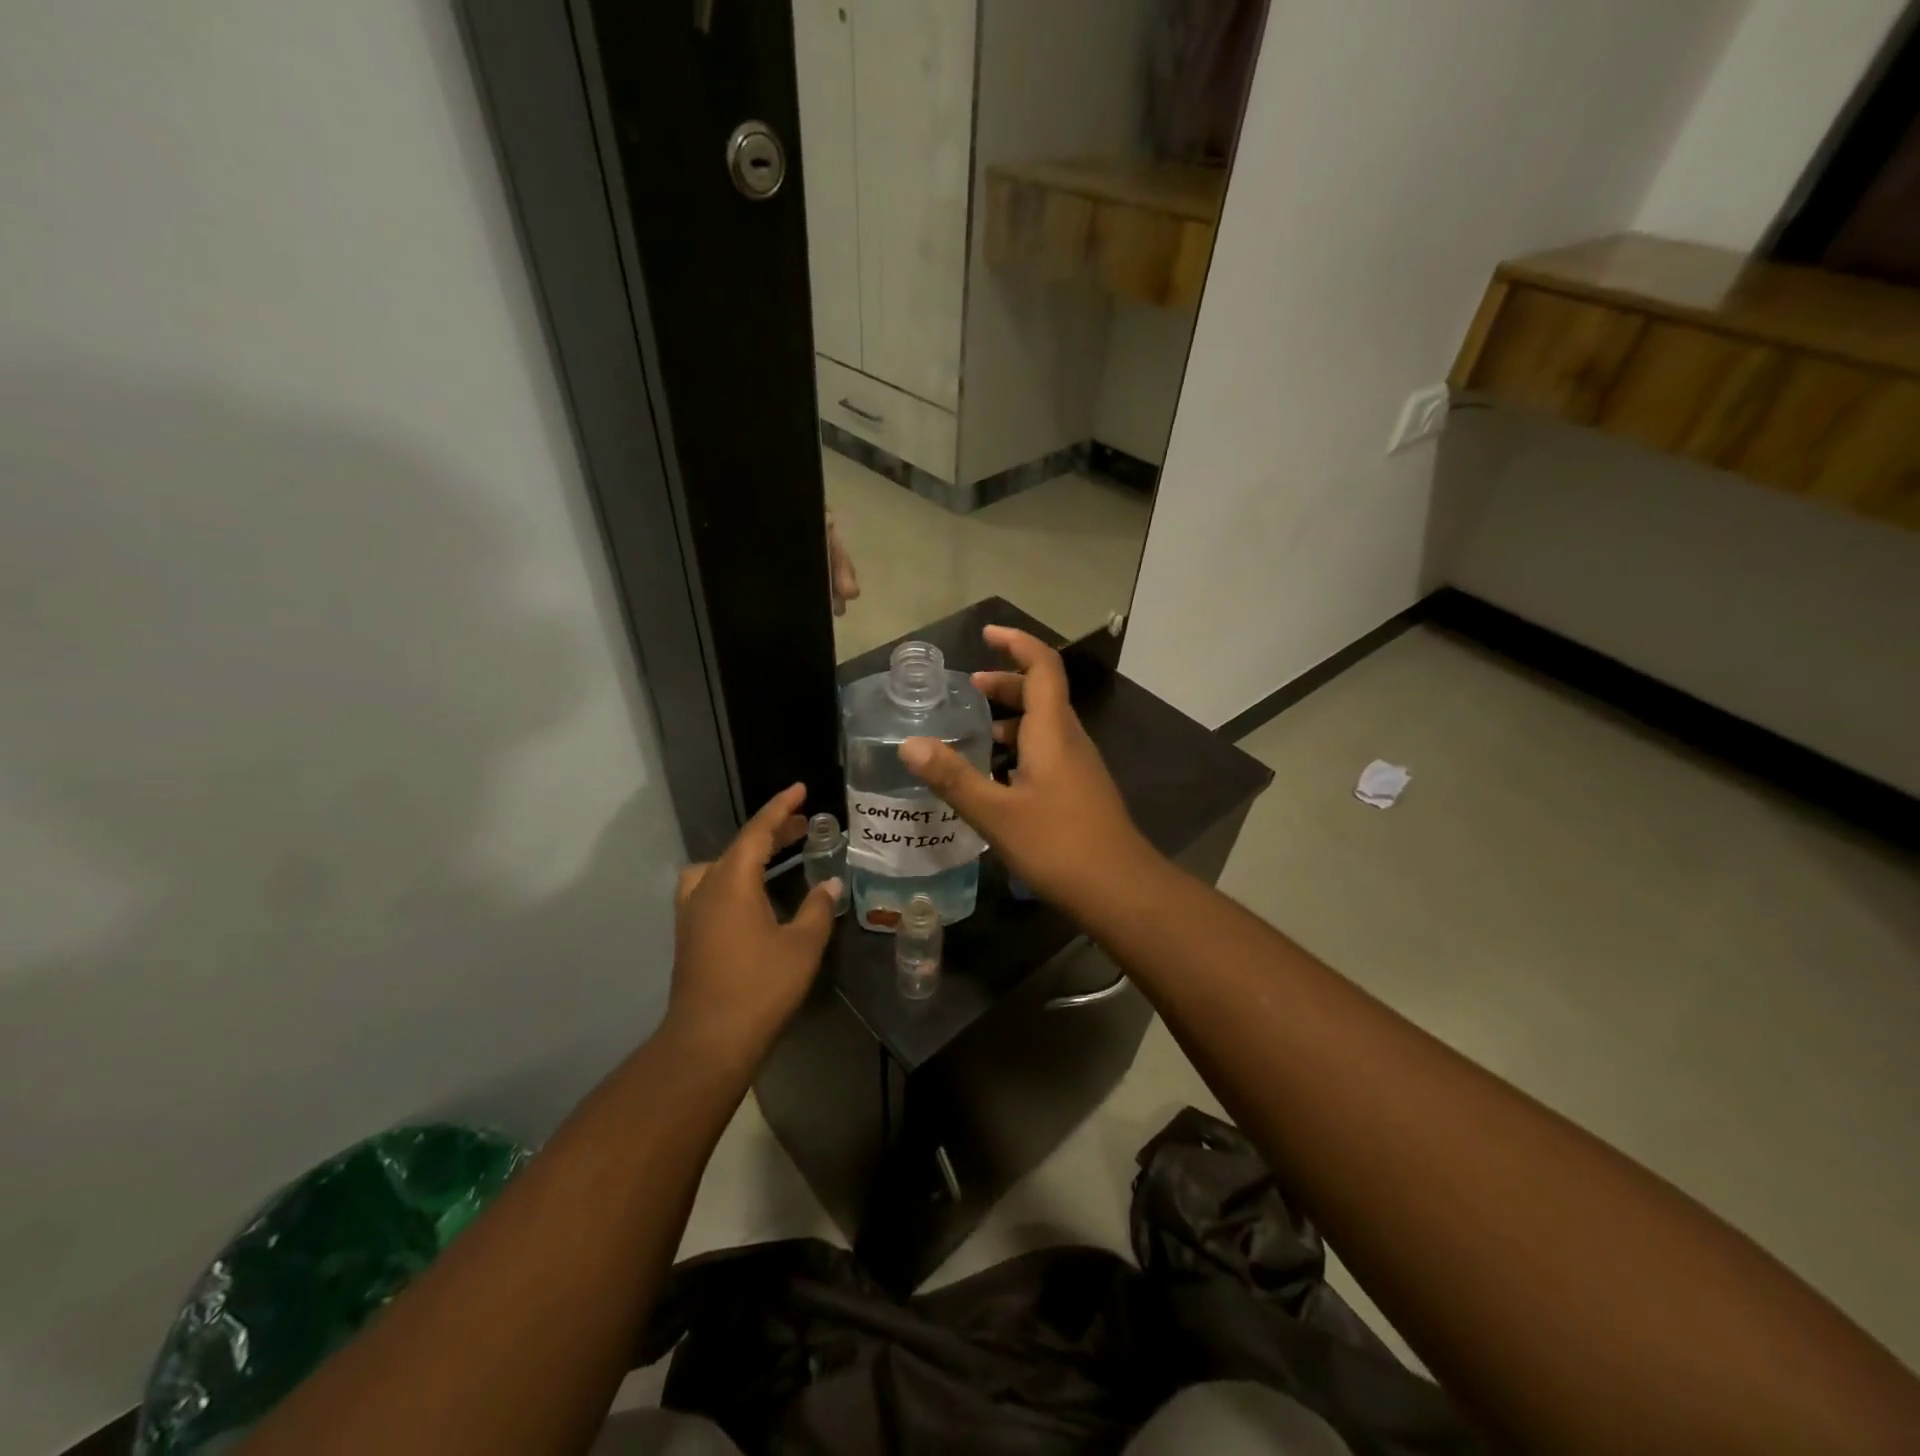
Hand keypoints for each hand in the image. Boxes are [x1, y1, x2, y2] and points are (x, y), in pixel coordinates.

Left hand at [666, 784, 839, 1076]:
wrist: (709, 1040)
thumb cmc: (760, 987)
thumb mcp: (802, 945)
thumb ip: (817, 910)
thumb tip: (828, 886)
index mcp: (732, 882)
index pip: (757, 831)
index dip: (780, 808)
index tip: (800, 790)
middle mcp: (706, 889)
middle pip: (738, 847)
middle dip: (770, 832)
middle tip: (802, 825)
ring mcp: (692, 913)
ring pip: (718, 867)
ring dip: (747, 855)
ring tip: (775, 860)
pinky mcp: (689, 935)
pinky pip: (711, 888)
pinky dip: (734, 878)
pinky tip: (755, 899)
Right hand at [898, 626, 1157, 913]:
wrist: (1120, 889)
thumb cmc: (1058, 845)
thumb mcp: (996, 813)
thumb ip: (952, 778)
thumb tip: (909, 744)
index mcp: (1053, 732)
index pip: (1042, 666)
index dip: (1017, 643)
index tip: (987, 633)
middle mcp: (1070, 740)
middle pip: (1042, 693)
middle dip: (1007, 682)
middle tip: (970, 687)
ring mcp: (1079, 766)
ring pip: (1045, 725)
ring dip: (1012, 717)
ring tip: (974, 730)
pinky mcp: (1079, 790)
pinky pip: (1048, 751)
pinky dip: (1020, 746)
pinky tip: (996, 775)